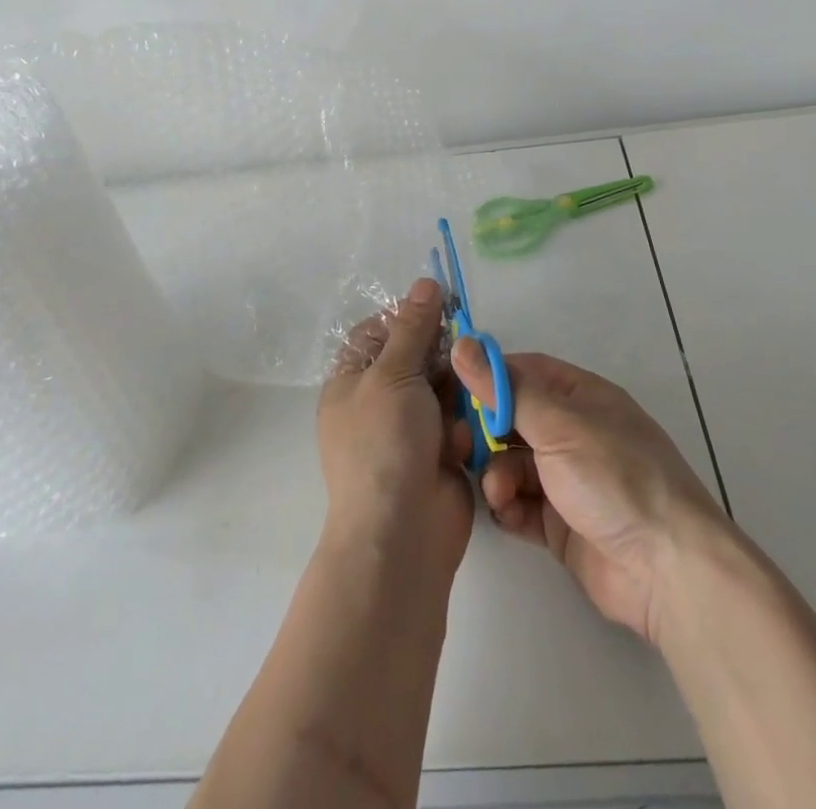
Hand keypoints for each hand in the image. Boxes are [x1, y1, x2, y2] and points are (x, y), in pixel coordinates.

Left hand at [317, 277, 475, 575]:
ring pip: (442, 388)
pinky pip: (457, 422)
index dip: (407, 317)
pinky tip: (460, 442)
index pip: (378, 332)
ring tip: (459, 406)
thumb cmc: (384, 443)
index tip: (441, 306)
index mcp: (352, 381)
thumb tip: (426, 282)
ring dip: (454, 394)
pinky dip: (461, 428)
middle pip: (416, 357)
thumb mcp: (393, 374)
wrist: (402, 534)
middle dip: (441, 357)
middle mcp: (378, 402)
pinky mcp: (439, 454)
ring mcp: (409, 430)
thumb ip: (414, 327)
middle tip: (463, 354)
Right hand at [453, 342, 729, 642]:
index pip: (525, 372)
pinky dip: (510, 507)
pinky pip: (521, 505)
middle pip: (514, 420)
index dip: (488, 376)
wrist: (665, 569)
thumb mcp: (558, 425)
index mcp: (582, 397)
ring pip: (513, 464)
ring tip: (499, 492)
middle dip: (486, 432)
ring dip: (498, 474)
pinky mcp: (561, 525)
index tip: (449, 386)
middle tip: (458, 445)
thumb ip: (506, 390)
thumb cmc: (614, 478)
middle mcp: (574, 433)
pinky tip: (507, 513)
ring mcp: (568, 480)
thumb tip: (463, 345)